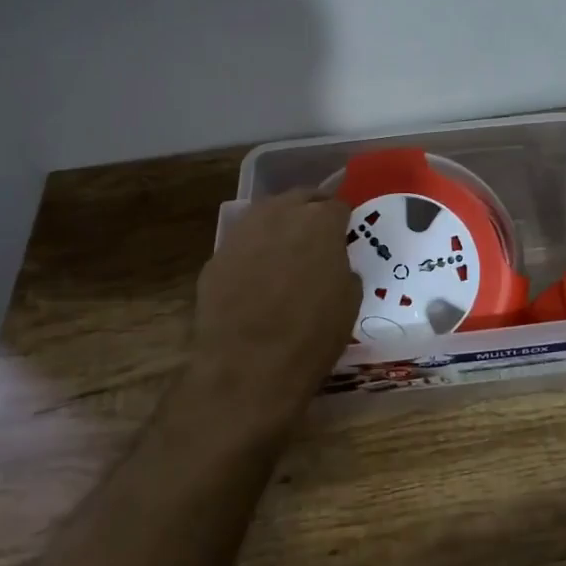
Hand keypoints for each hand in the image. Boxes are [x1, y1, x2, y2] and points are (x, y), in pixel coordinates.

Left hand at [190, 190, 360, 428]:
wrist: (248, 367)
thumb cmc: (313, 334)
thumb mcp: (350, 300)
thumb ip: (343, 268)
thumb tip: (333, 263)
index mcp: (320, 221)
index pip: (338, 206)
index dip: (343, 222)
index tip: (345, 237)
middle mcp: (280, 215)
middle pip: (300, 198)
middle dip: (311, 212)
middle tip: (318, 236)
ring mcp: (243, 232)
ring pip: (266, 214)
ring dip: (279, 225)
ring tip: (286, 251)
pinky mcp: (216, 257)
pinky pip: (242, 244)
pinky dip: (253, 252)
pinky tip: (257, 277)